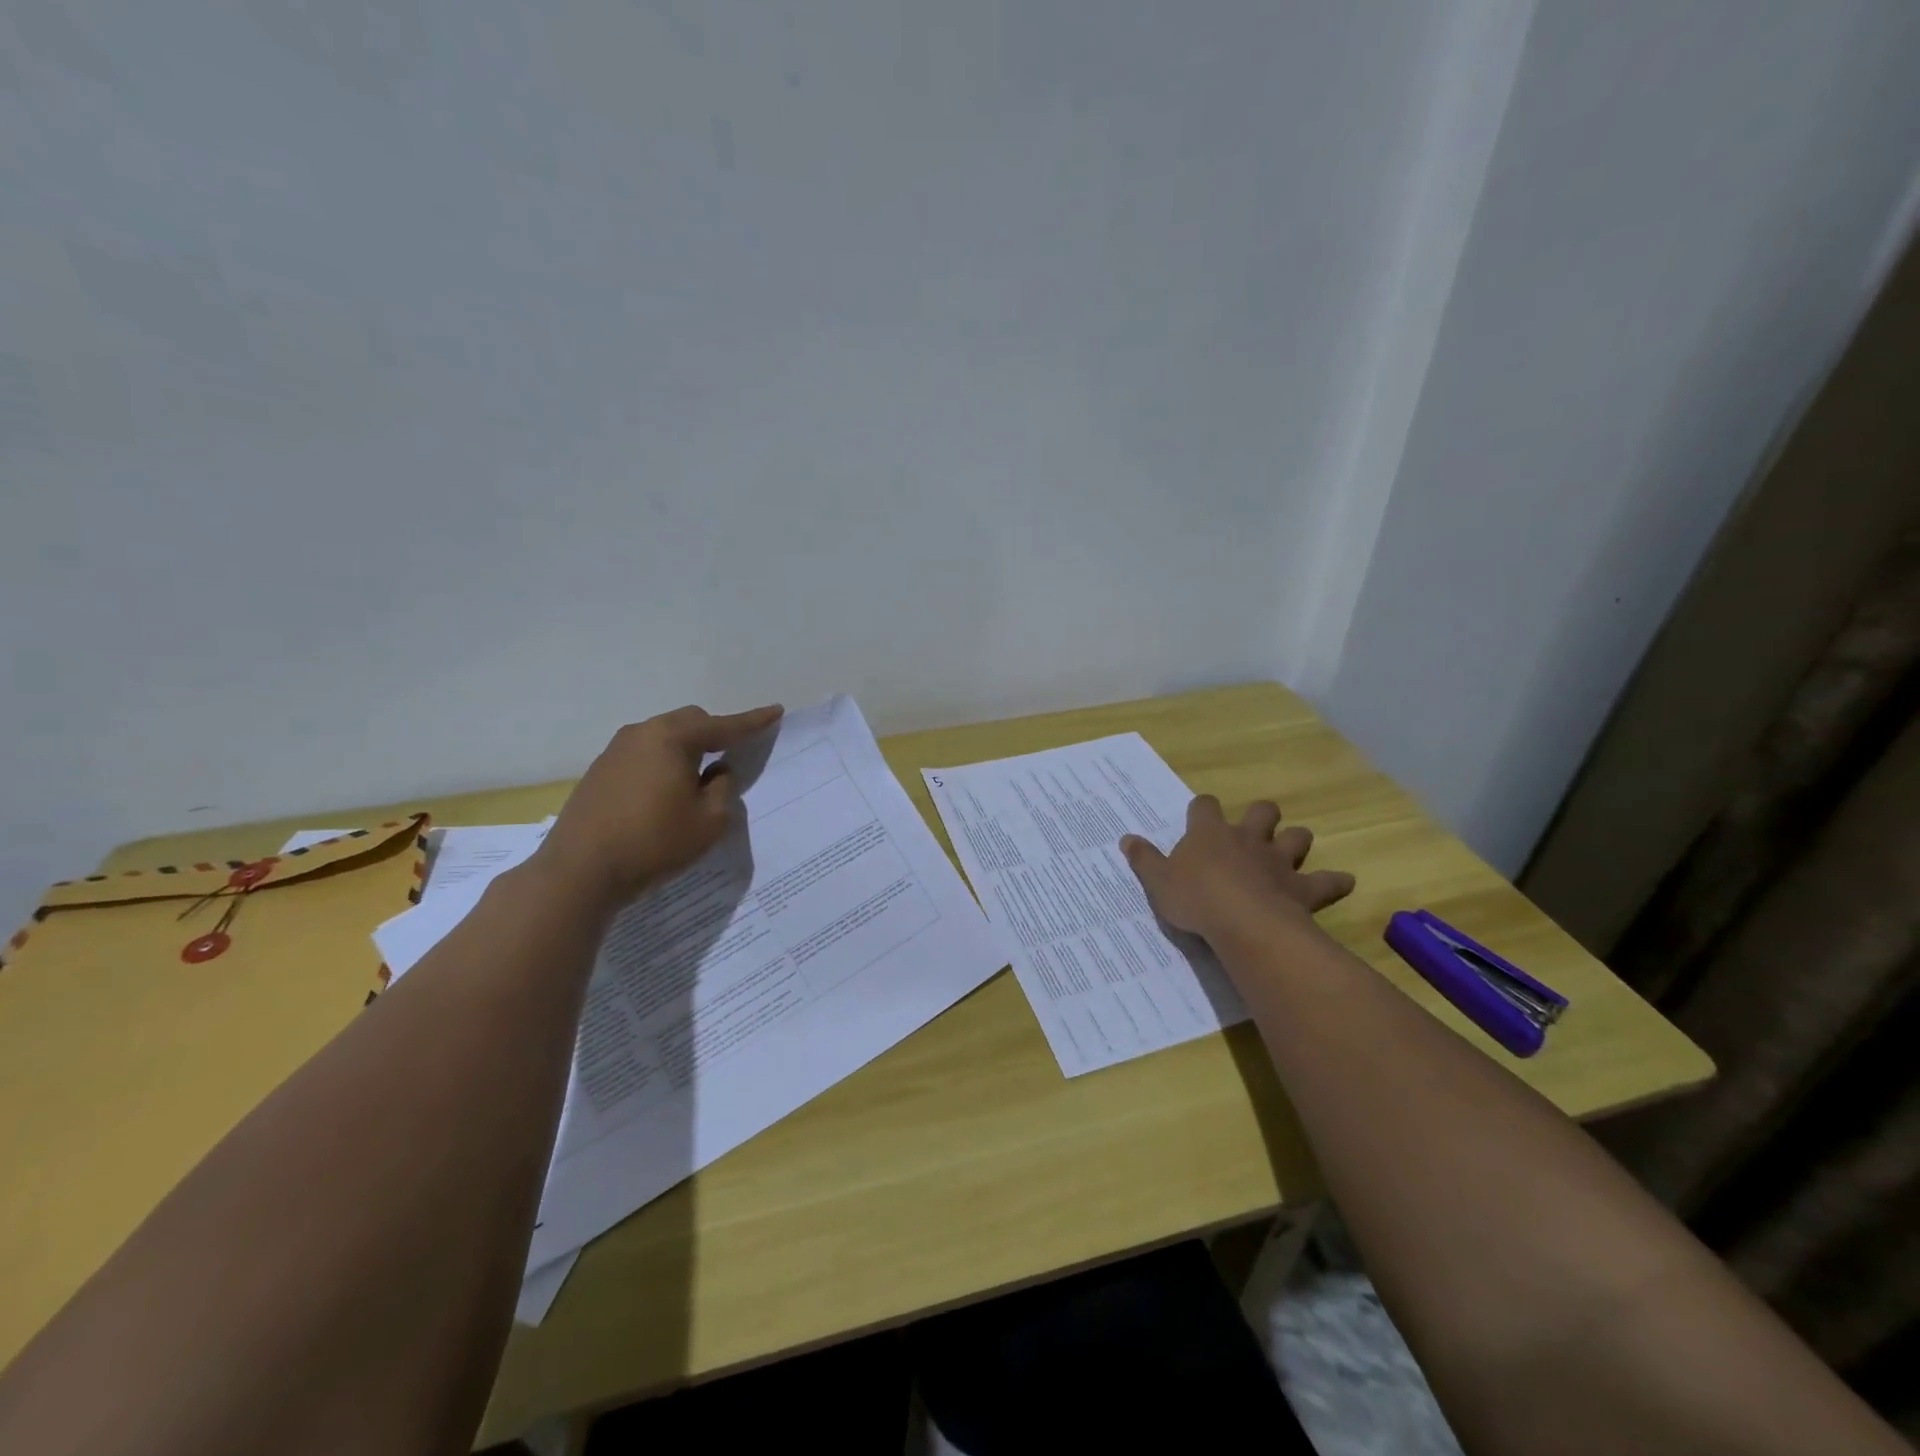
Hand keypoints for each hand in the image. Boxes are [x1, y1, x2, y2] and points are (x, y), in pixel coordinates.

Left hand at [536, 703, 782, 907]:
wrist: (579, 872)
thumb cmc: (654, 842)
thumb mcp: (710, 820)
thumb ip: (724, 788)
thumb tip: (716, 772)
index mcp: (672, 738)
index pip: (723, 726)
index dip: (753, 722)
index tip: (775, 711)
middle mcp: (641, 734)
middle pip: (689, 722)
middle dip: (715, 733)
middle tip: (733, 754)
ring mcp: (614, 752)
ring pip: (663, 738)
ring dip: (686, 751)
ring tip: (698, 780)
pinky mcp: (598, 773)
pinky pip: (643, 756)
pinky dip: (663, 765)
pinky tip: (665, 794)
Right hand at [1121, 796, 1354, 946]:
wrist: (1243, 923)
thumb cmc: (1195, 899)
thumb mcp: (1158, 881)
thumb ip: (1144, 859)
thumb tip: (1126, 838)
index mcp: (1209, 833)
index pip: (1204, 806)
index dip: (1202, 808)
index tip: (1198, 816)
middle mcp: (1246, 839)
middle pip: (1261, 812)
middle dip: (1261, 815)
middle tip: (1254, 829)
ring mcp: (1278, 861)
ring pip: (1296, 837)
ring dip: (1295, 841)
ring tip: (1290, 851)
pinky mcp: (1302, 888)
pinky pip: (1326, 881)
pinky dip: (1334, 881)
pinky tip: (1342, 882)